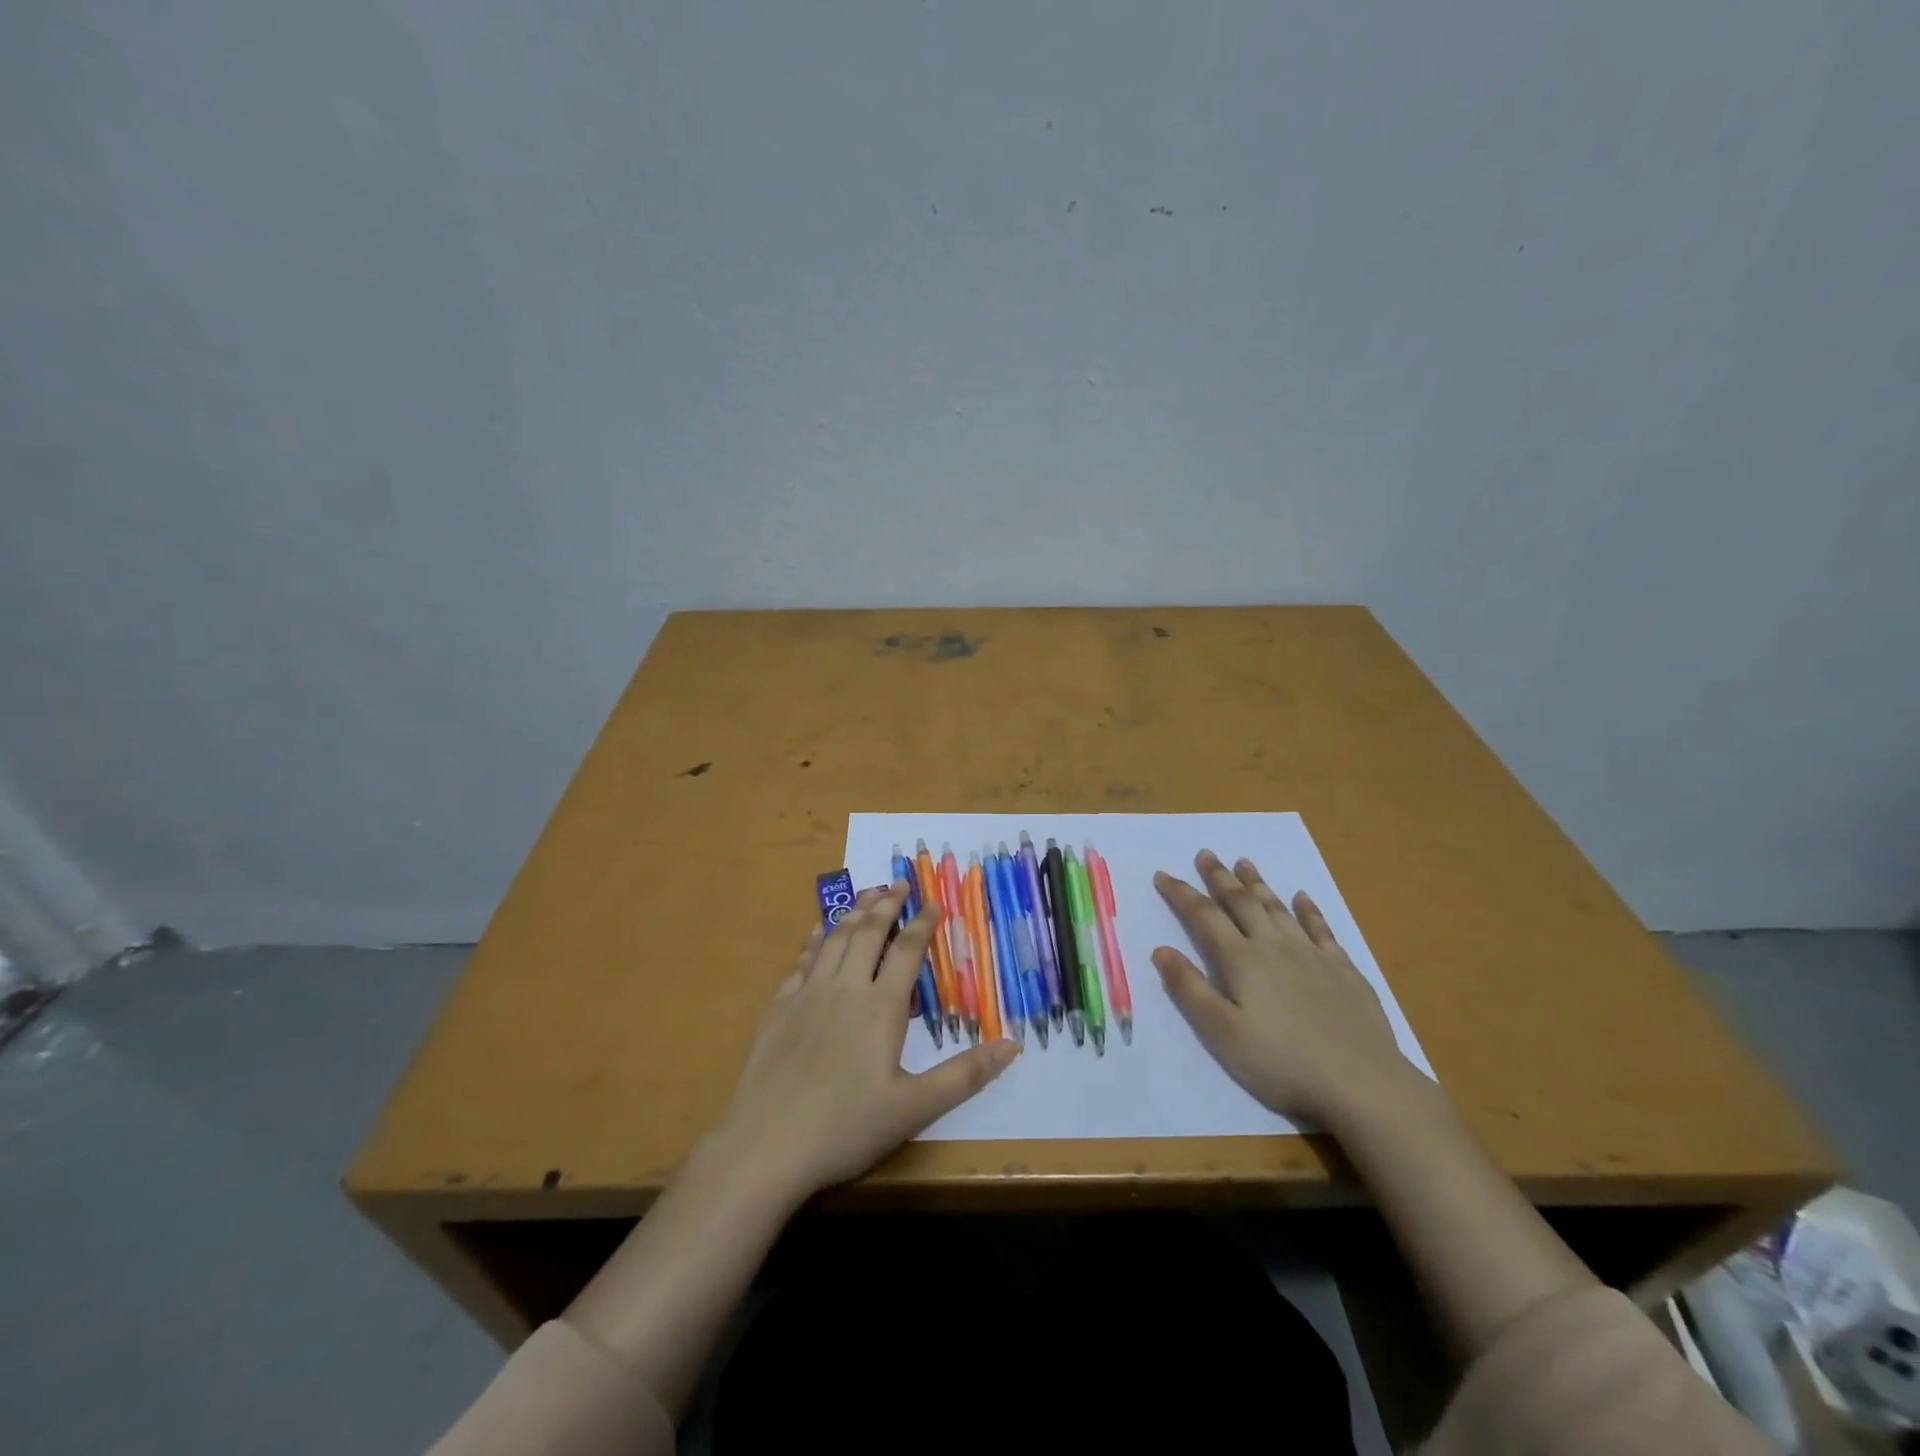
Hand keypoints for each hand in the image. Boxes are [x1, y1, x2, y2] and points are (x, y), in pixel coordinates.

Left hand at [718, 884, 1019, 1200]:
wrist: (765, 1146)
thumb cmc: (846, 1128)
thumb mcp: (914, 1108)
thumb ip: (965, 1075)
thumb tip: (1013, 1045)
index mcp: (880, 1007)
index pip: (907, 951)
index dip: (923, 923)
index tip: (933, 901)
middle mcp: (845, 989)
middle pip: (869, 933)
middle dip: (887, 904)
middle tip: (899, 883)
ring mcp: (807, 995)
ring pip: (835, 939)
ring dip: (853, 911)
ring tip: (867, 892)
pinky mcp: (779, 1009)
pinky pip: (801, 961)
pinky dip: (814, 939)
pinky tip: (818, 930)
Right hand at [1152, 850, 1410, 1125]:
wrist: (1362, 1083)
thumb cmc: (1282, 1062)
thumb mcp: (1222, 1033)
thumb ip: (1190, 989)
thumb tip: (1161, 950)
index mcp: (1241, 961)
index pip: (1204, 916)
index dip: (1181, 894)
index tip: (1163, 874)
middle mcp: (1273, 946)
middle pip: (1241, 902)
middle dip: (1220, 877)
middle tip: (1206, 854)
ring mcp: (1312, 954)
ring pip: (1278, 907)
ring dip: (1258, 884)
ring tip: (1244, 863)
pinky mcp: (1343, 969)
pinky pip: (1321, 928)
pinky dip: (1309, 909)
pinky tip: (1303, 897)